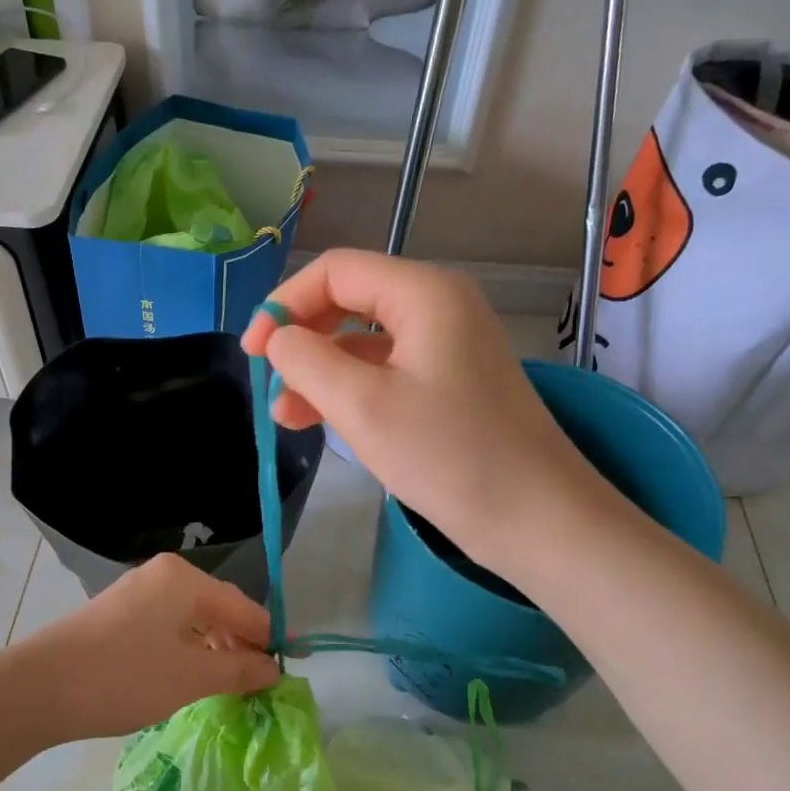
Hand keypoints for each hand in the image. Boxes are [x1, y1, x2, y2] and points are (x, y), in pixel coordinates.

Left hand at [20, 553, 279, 740]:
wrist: (38, 688)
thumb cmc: (124, 677)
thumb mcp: (191, 677)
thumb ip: (238, 670)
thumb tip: (273, 668)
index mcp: (185, 579)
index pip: (243, 607)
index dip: (269, 637)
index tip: (292, 665)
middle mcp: (163, 575)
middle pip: (218, 608)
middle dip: (241, 644)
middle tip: (260, 683)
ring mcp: (137, 591)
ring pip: (192, 618)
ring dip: (214, 649)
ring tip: (229, 684)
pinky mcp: (119, 613)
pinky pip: (168, 625)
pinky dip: (187, 649)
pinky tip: (191, 674)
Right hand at [242, 250, 624, 575]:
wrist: (538, 519)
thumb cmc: (449, 456)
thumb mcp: (362, 406)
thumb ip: (306, 360)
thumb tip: (278, 338)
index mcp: (423, 293)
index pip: (335, 271)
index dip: (283, 304)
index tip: (252, 353)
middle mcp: (439, 305)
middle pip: (349, 300)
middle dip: (301, 339)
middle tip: (269, 384)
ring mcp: (449, 344)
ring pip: (364, 341)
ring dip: (320, 371)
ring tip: (287, 417)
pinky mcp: (451, 381)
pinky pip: (387, 369)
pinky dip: (351, 389)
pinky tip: (325, 421)